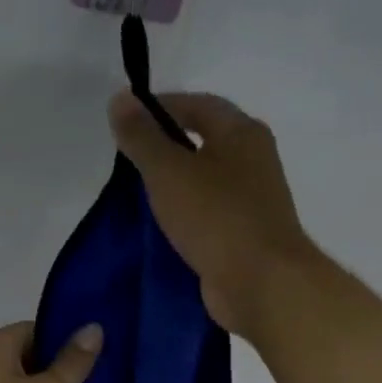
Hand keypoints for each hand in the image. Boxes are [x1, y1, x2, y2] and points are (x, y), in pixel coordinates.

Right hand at [108, 89, 318, 340]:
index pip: (197, 104)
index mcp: (242, 133)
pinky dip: (182, 216)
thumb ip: (142, 137)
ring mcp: (250, 201)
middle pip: (203, 142)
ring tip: (134, 195)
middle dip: (165, 147)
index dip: (160, 107)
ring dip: (172, 185)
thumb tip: (119, 99)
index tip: (124, 121)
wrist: (262, 284)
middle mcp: (252, 160)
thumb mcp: (169, 171)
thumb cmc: (217, 218)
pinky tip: (157, 228)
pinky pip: (206, 216)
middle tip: (125, 160)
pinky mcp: (243, 236)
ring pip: (204, 182)